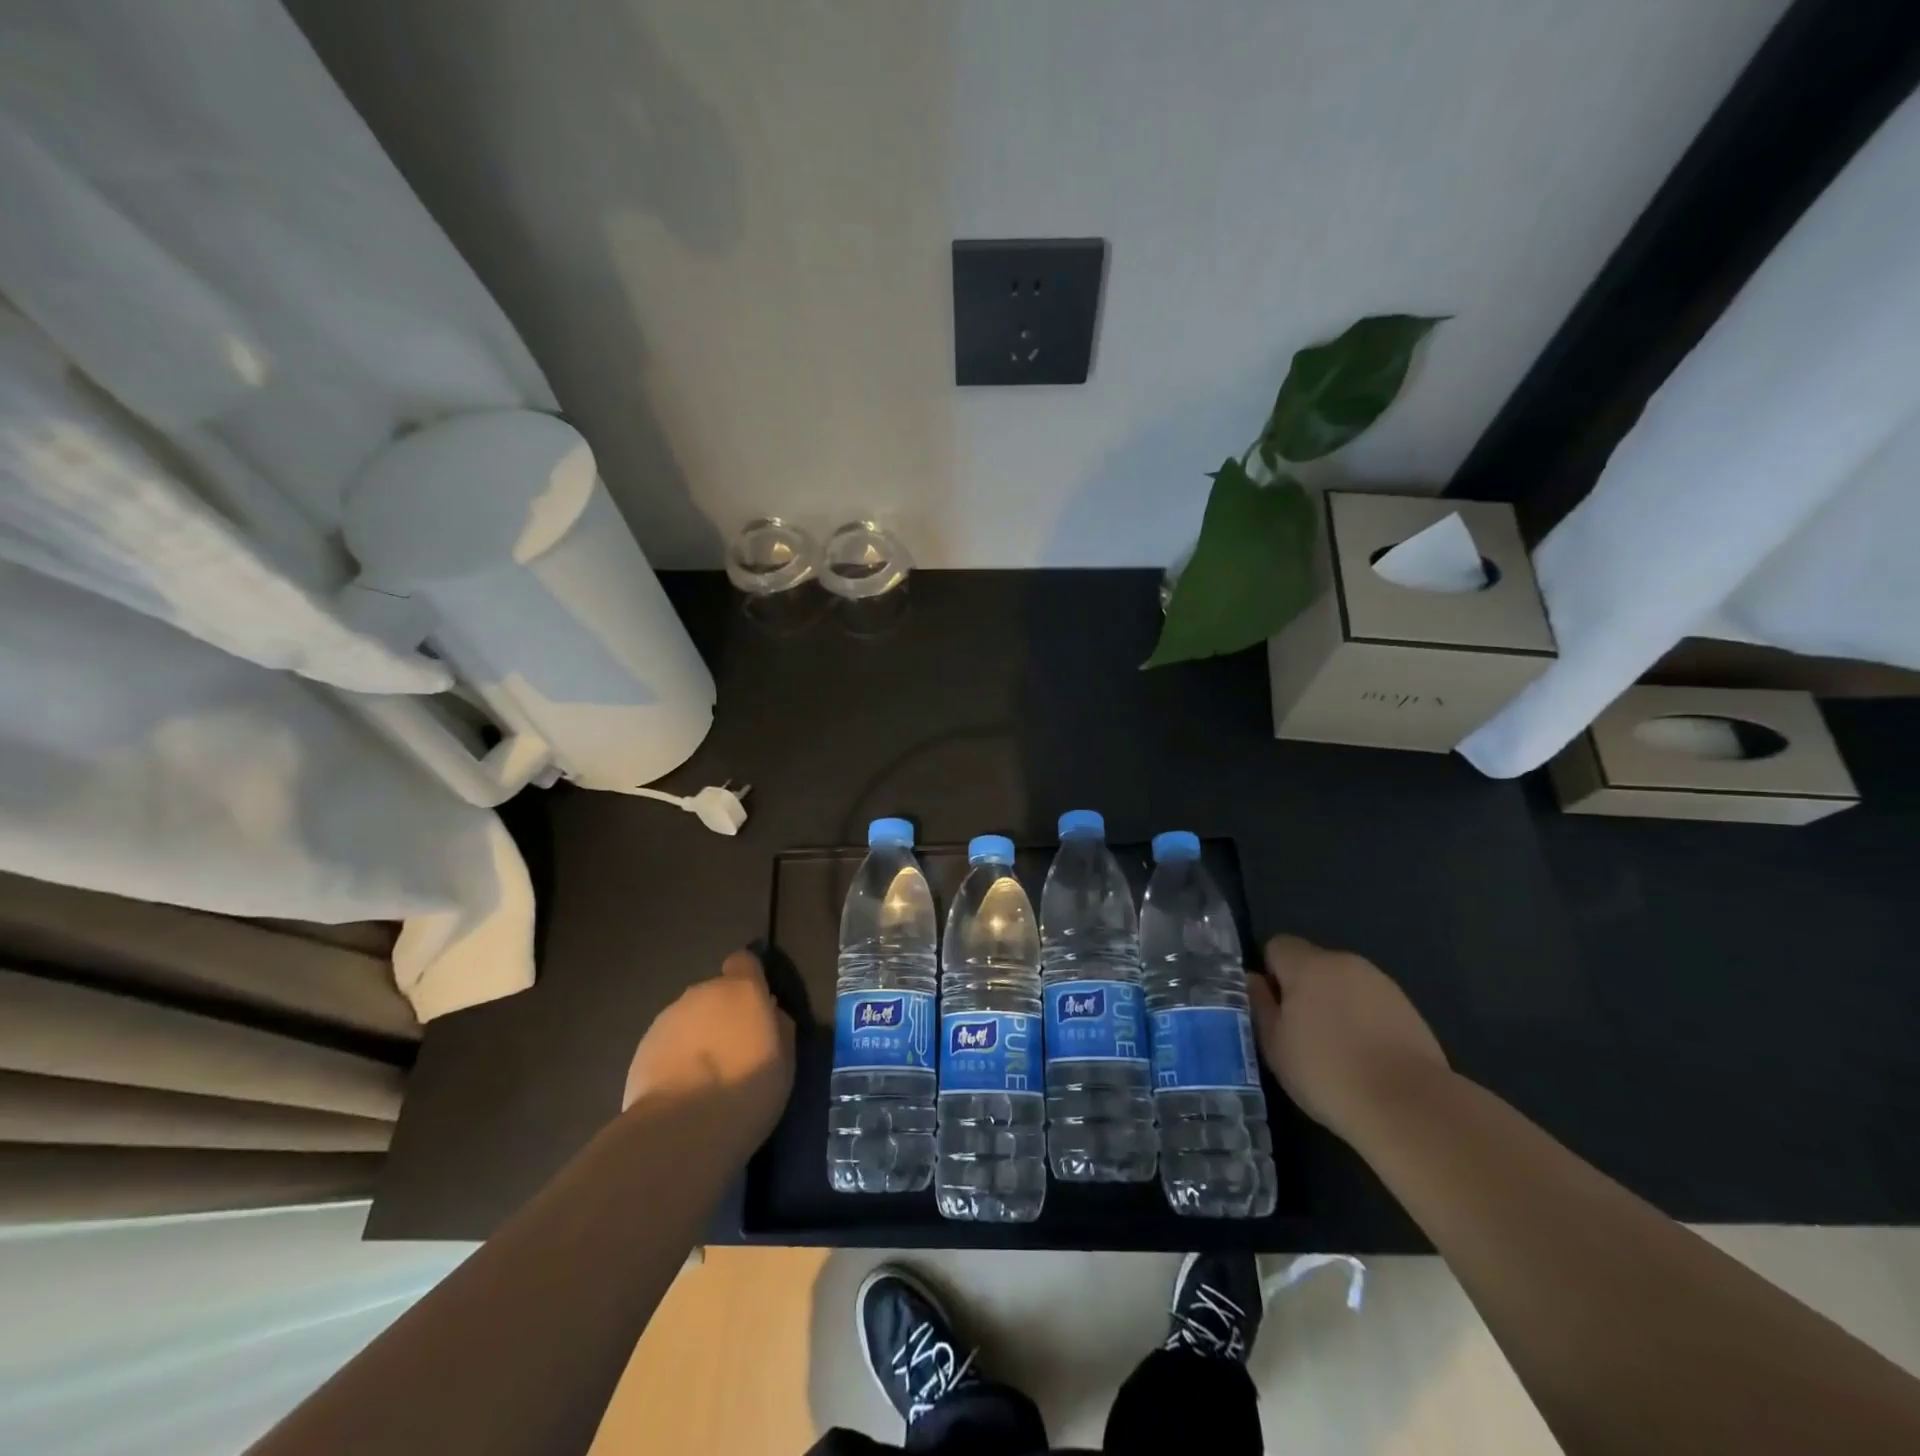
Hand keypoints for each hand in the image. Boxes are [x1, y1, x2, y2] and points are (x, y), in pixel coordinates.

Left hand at [622, 949, 795, 1146]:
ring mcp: (668, 1018)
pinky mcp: (642, 1047)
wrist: (680, 1129)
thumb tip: (771, 1012)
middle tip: (733, 1053)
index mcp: (742, 989)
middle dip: (723, 1015)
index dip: (750, 979)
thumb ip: (778, 1026)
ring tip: (705, 1078)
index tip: (756, 1006)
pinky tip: (681, 1091)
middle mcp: (703, 993)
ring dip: (698, 1036)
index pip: (744, 961)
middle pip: (715, 993)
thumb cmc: (747, 1090)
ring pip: (689, 1018)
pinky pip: (667, 1043)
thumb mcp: (784, 1060)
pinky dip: (675, 1058)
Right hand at [1248, 934, 1449, 1139]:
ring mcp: (1382, 984)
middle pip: (1312, 964)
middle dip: (1303, 989)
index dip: (1270, 974)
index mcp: (1309, 965)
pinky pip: (1370, 1004)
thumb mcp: (1274, 1044)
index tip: (1274, 1010)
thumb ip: (1260, 1005)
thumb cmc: (1327, 1072)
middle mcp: (1345, 963)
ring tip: (1336, 1050)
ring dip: (1334, 1004)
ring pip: (1343, 984)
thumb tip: (1253, 980)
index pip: (1278, 946)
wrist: (1409, 1106)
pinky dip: (1362, 1021)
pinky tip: (1366, 1058)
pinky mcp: (1409, 1009)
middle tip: (1300, 1033)